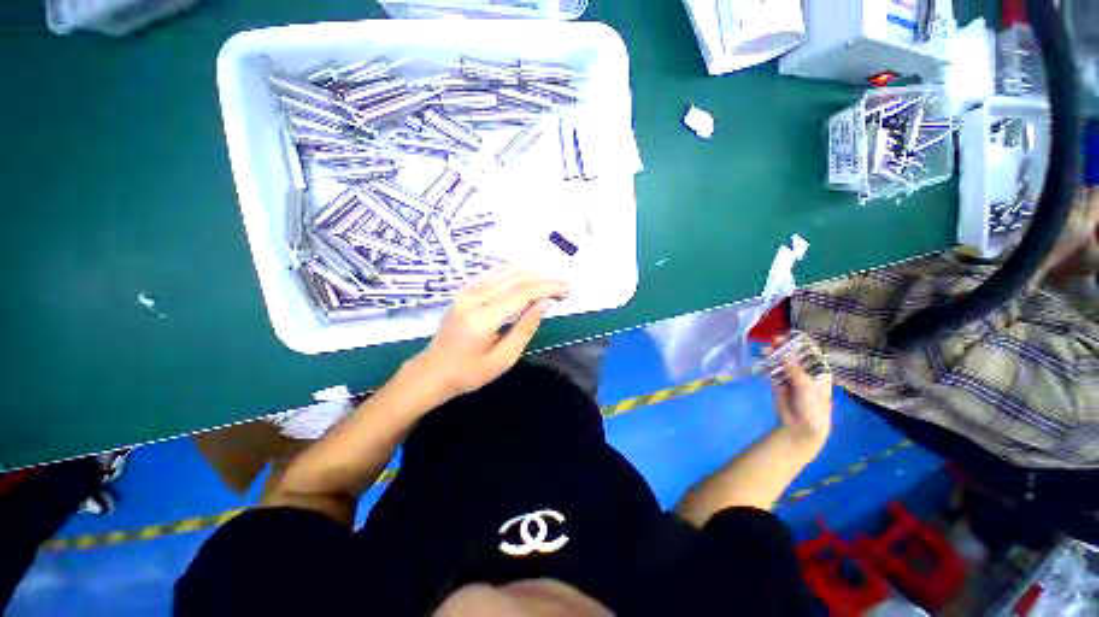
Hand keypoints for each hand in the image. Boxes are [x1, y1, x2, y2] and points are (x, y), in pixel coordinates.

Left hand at [403, 266, 568, 402]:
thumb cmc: (468, 373)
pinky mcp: (462, 290)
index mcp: (482, 318)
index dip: (547, 288)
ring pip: (504, 271)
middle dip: (543, 280)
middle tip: (563, 285)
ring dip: (530, 273)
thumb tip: (544, 303)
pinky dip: (513, 271)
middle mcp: (472, 297)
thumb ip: (525, 329)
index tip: (566, 288)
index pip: (521, 293)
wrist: (431, 371)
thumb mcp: (502, 360)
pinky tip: (526, 275)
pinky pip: (491, 273)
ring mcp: (465, 291)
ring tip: (550, 280)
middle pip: (514, 279)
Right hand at [769, 344, 832, 457]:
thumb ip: (795, 370)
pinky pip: (772, 371)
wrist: (800, 427)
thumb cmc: (812, 407)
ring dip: (774, 355)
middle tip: (774, 340)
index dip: (801, 343)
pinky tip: (762, 359)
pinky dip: (767, 364)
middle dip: (784, 347)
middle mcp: (805, 372)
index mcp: (818, 371)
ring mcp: (791, 377)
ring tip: (765, 350)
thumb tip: (786, 353)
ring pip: (781, 362)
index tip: (790, 335)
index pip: (811, 352)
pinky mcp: (778, 383)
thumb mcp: (806, 387)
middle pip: (794, 355)